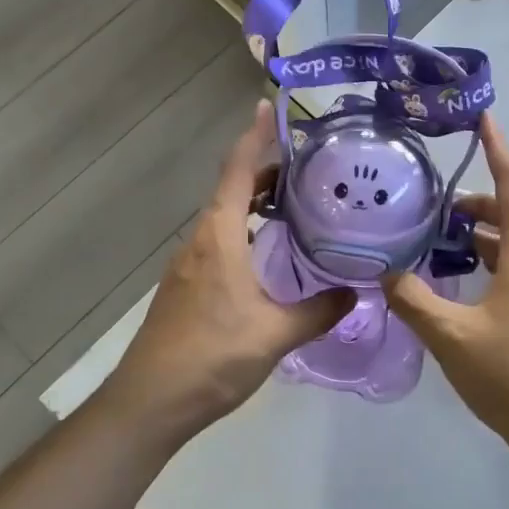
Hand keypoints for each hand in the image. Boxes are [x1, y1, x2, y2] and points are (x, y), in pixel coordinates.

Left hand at [105, 100, 352, 441]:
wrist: (150, 403)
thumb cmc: (212, 356)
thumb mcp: (275, 334)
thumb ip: (320, 310)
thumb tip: (358, 292)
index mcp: (220, 236)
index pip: (237, 171)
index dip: (254, 136)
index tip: (268, 106)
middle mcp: (201, 240)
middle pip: (233, 189)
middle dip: (266, 172)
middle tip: (310, 168)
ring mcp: (189, 263)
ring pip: (226, 216)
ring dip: (256, 203)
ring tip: (297, 205)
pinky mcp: (187, 284)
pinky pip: (220, 239)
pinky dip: (246, 229)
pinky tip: (270, 253)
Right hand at [384, 112, 508, 447]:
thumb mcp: (451, 336)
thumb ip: (413, 300)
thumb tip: (383, 273)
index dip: (498, 149)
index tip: (482, 118)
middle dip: (480, 194)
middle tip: (440, 198)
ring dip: (483, 226)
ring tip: (443, 230)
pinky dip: (487, 254)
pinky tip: (460, 272)